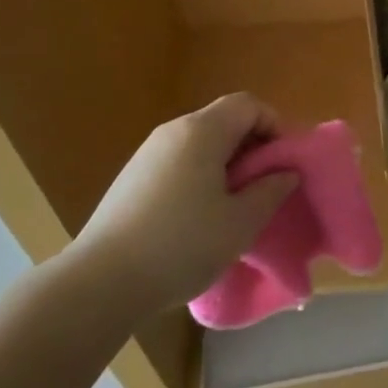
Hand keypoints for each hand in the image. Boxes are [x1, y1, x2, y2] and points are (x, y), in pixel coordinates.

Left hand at [68, 94, 298, 314]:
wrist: (100, 283)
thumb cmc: (181, 245)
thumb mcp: (239, 224)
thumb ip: (270, 191)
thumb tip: (286, 173)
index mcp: (202, 131)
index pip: (248, 104)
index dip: (274, 125)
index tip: (284, 163)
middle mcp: (173, 131)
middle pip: (223, 121)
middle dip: (252, 147)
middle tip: (265, 186)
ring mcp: (147, 153)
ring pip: (200, 144)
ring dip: (225, 164)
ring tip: (235, 206)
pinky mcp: (131, 179)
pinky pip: (178, 162)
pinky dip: (199, 177)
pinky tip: (198, 219)